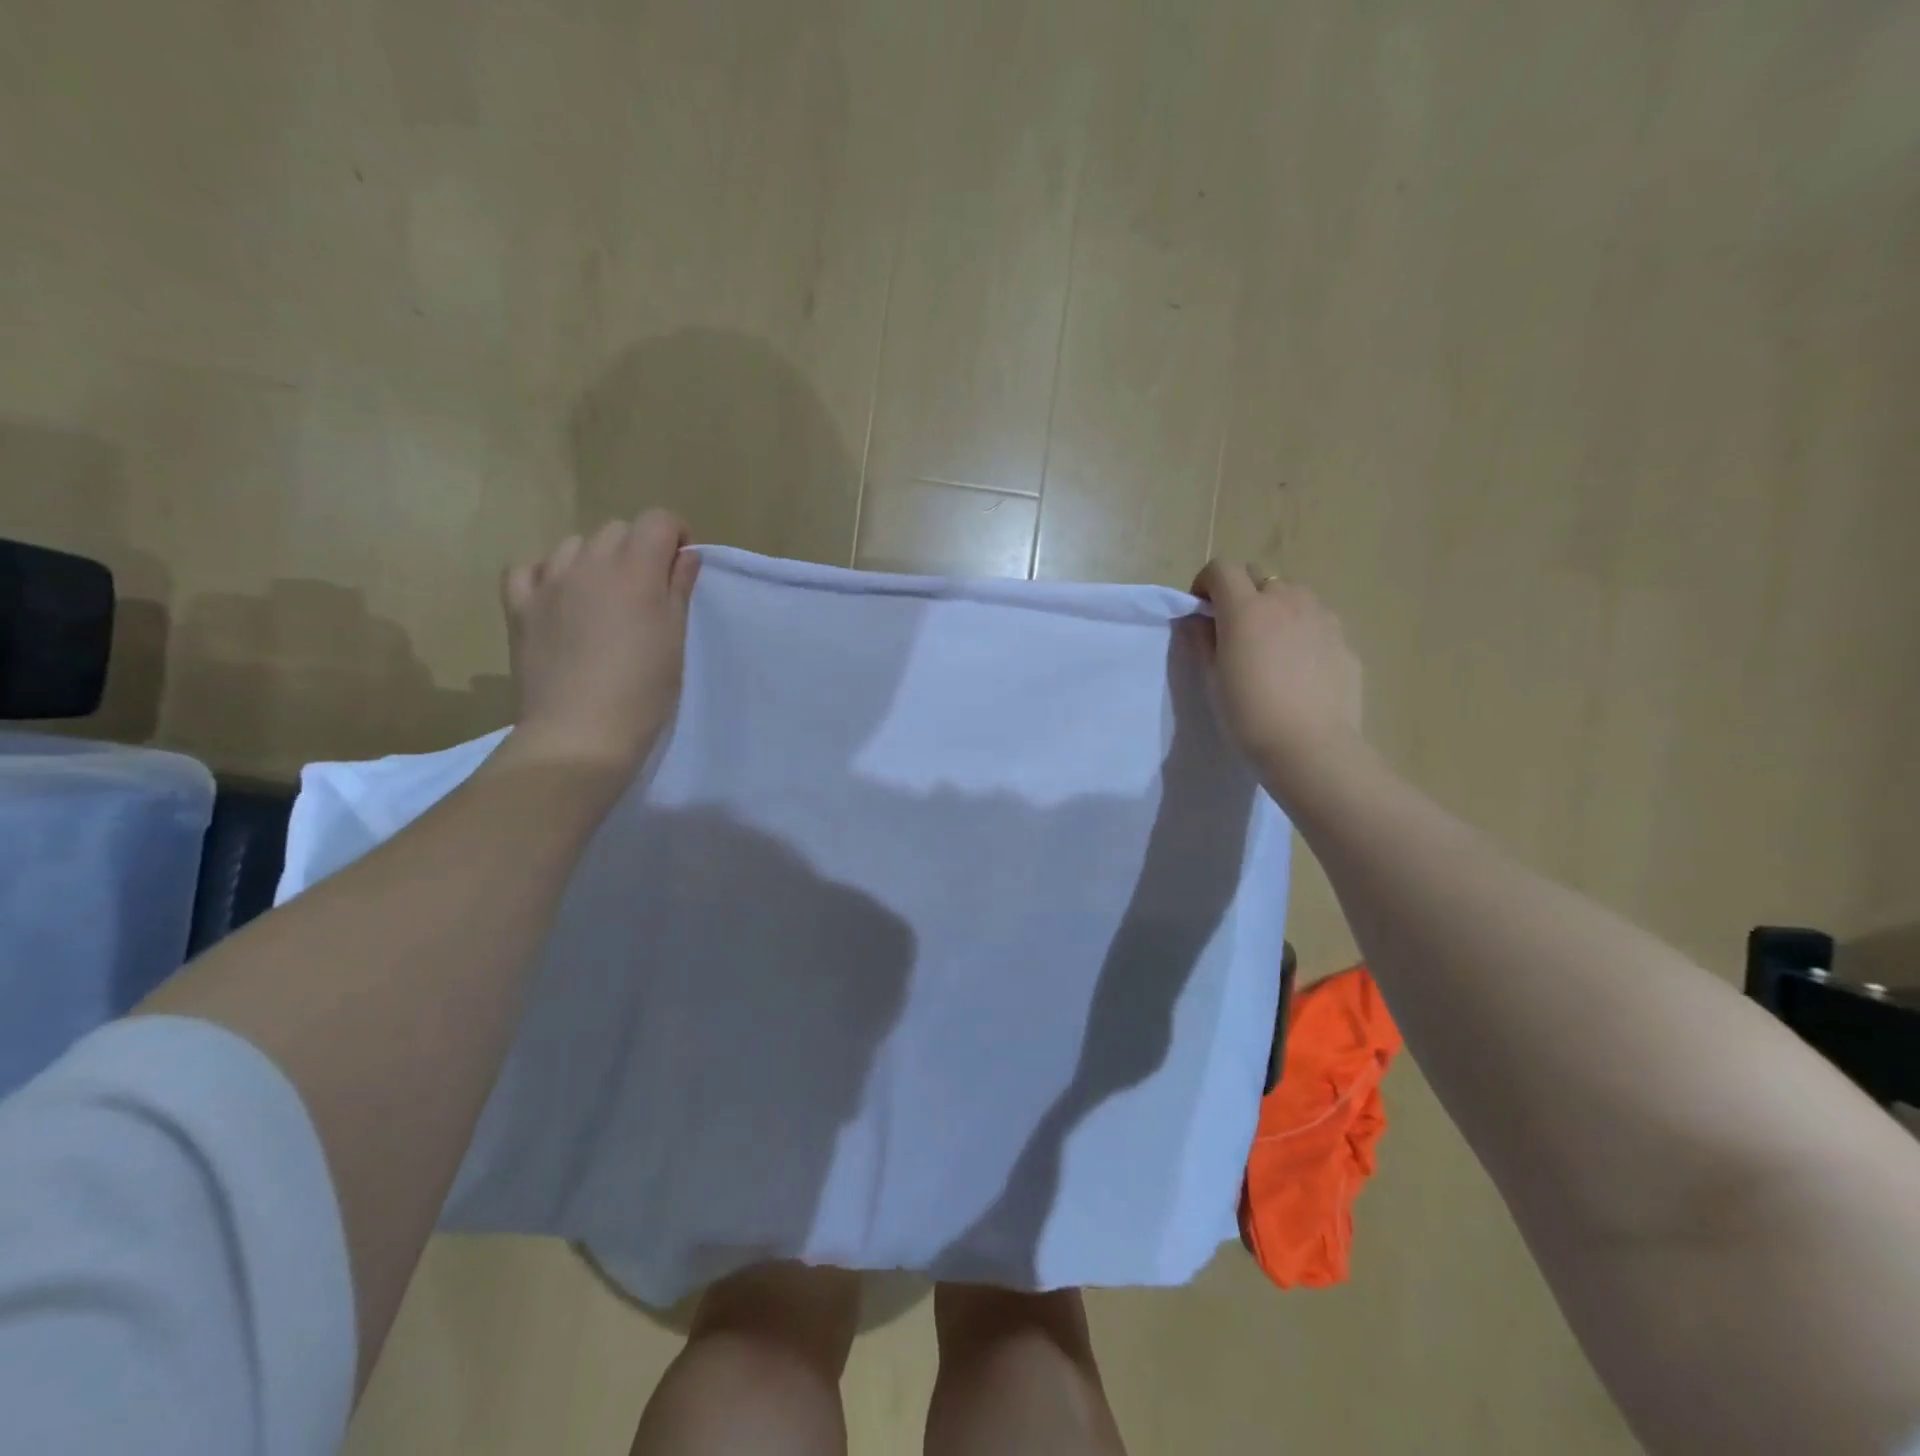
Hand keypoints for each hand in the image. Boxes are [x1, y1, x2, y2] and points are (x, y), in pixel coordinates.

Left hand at [497, 511, 699, 782]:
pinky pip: (530, 568)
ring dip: (596, 560)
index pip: (658, 520)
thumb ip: (679, 589)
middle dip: (638, 548)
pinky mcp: (519, 606)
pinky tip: (560, 597)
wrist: (580, 733)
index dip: (676, 535)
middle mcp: (590, 564)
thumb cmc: (643, 691)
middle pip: (617, 529)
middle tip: (648, 590)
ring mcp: (548, 582)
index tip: (682, 565)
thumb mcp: (675, 639)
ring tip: (605, 597)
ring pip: (575, 545)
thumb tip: (685, 556)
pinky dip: (548, 574)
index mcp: (635, 571)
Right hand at [1190, 562, 1363, 789]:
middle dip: (1242, 593)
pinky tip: (1299, 668)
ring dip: (1276, 608)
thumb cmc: (1249, 715)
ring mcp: (1321, 617)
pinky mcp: (1344, 640)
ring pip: (1293, 595)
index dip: (1206, 583)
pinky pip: (1317, 622)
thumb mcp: (1212, 679)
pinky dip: (1302, 631)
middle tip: (1235, 629)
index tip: (1201, 610)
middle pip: (1259, 576)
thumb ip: (1202, 641)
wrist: (1310, 748)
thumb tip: (1198, 621)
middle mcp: (1286, 601)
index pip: (1221, 569)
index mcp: (1246, 609)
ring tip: (1271, 646)